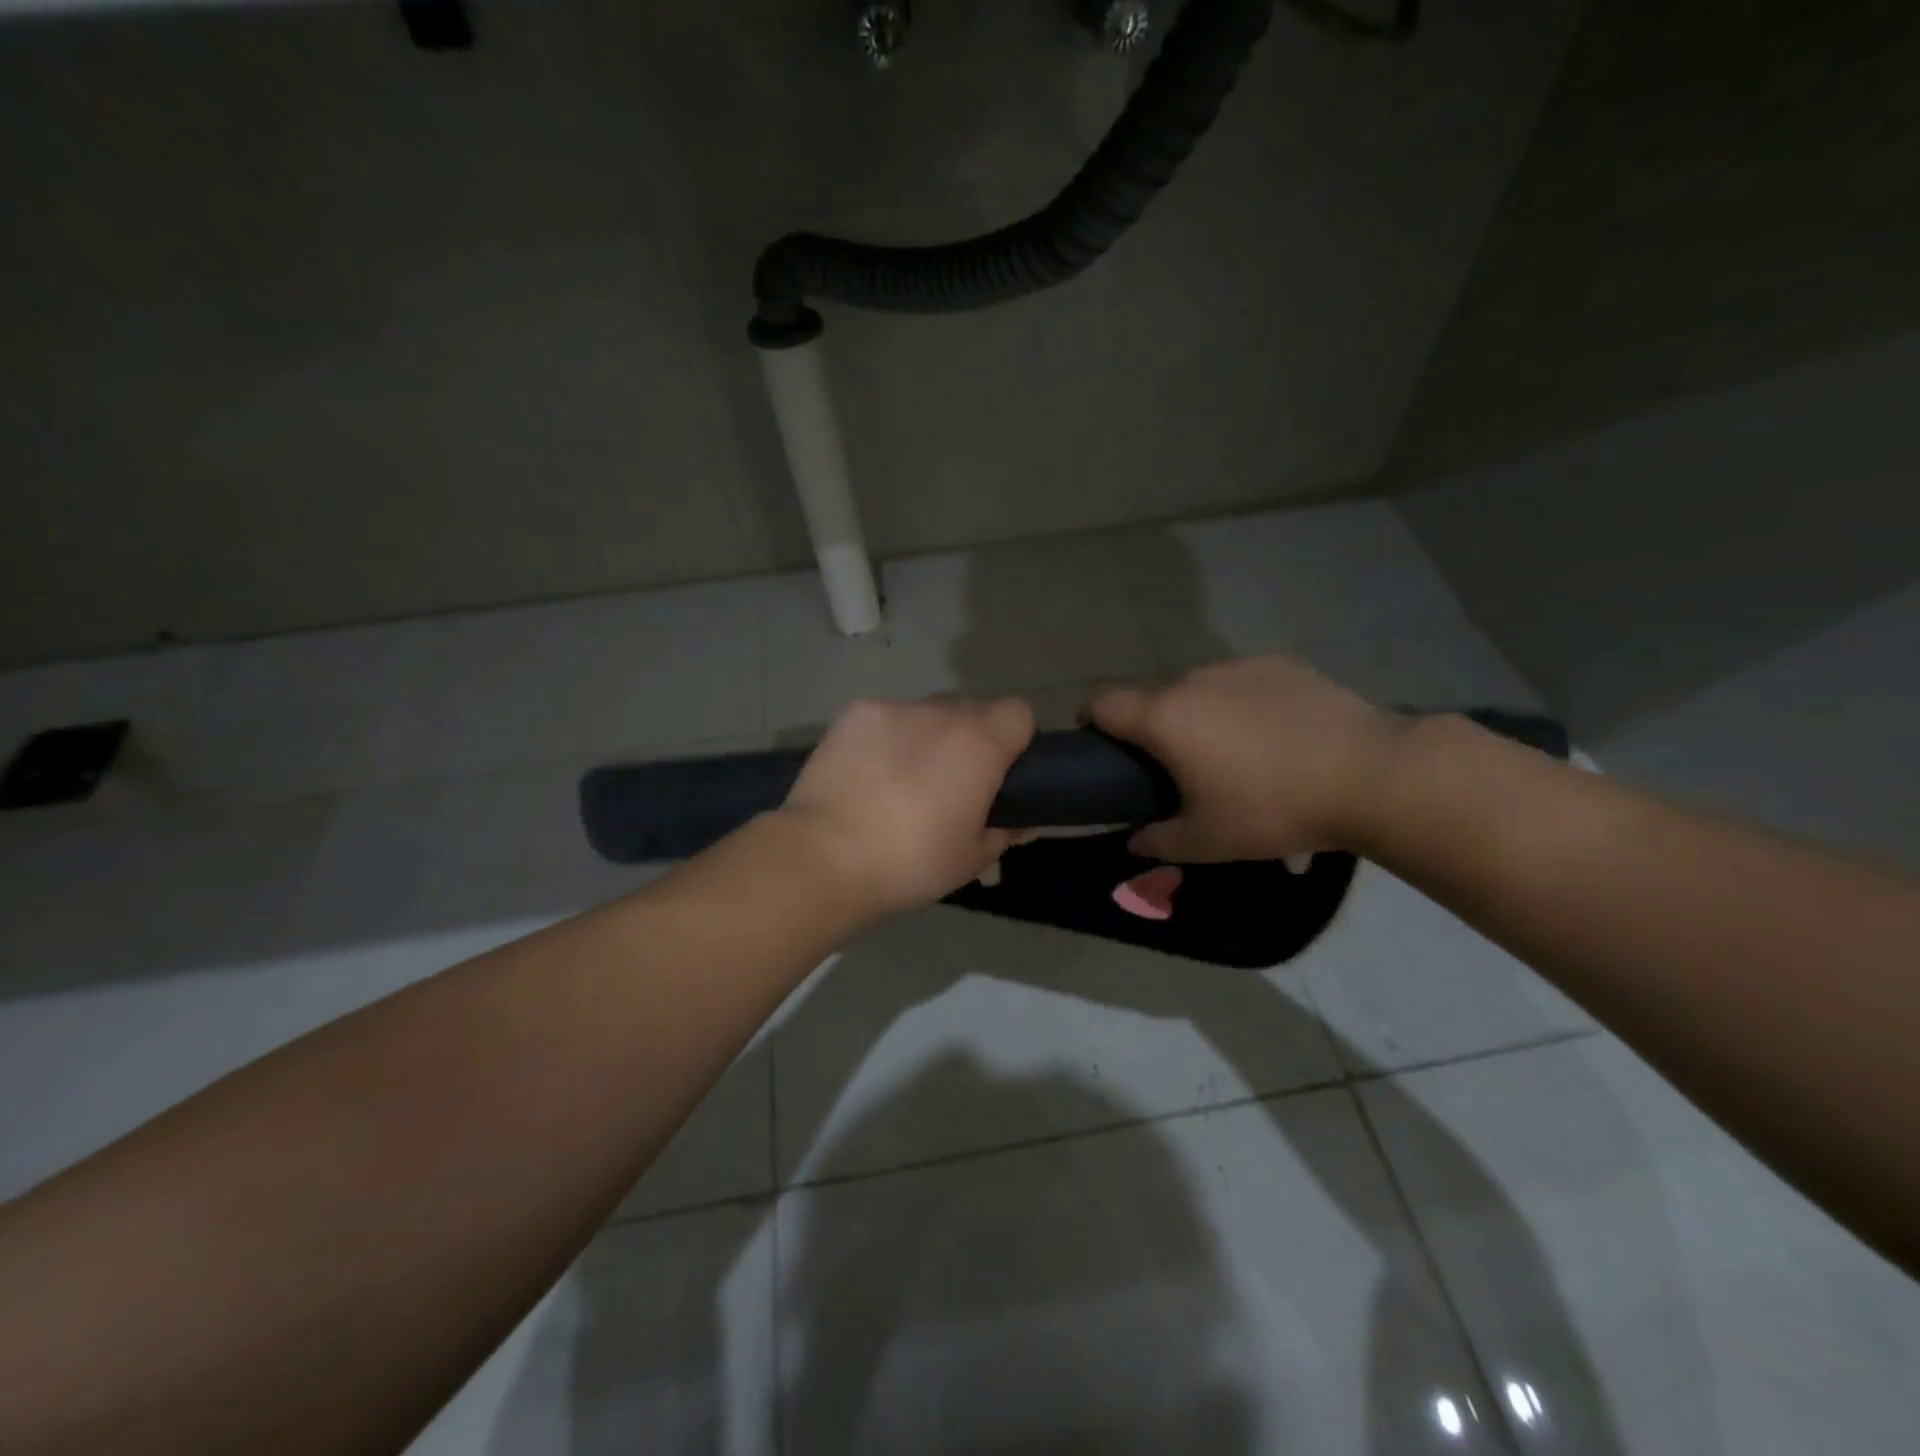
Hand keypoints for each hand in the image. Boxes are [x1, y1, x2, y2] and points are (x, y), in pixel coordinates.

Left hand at [782, 696, 1035, 915]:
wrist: (826, 856)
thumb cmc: (911, 861)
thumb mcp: (972, 859)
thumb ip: (1005, 832)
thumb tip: (1021, 821)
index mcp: (979, 743)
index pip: (1018, 713)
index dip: (1014, 739)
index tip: (1000, 772)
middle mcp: (941, 713)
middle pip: (971, 711)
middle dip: (969, 739)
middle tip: (950, 783)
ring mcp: (894, 708)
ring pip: (926, 714)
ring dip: (926, 736)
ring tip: (901, 779)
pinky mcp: (854, 713)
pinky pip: (886, 718)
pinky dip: (885, 738)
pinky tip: (866, 771)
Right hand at [1087, 657, 1407, 861]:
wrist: (1370, 774)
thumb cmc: (1272, 808)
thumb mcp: (1208, 840)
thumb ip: (1158, 841)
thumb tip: (1133, 841)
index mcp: (1165, 718)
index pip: (1104, 704)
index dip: (1090, 720)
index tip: (1098, 745)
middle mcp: (1194, 681)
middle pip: (1154, 698)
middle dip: (1153, 728)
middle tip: (1175, 766)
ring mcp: (1240, 668)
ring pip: (1200, 688)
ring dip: (1199, 714)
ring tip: (1231, 751)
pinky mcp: (1282, 665)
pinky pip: (1243, 683)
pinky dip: (1242, 703)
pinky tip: (1273, 734)